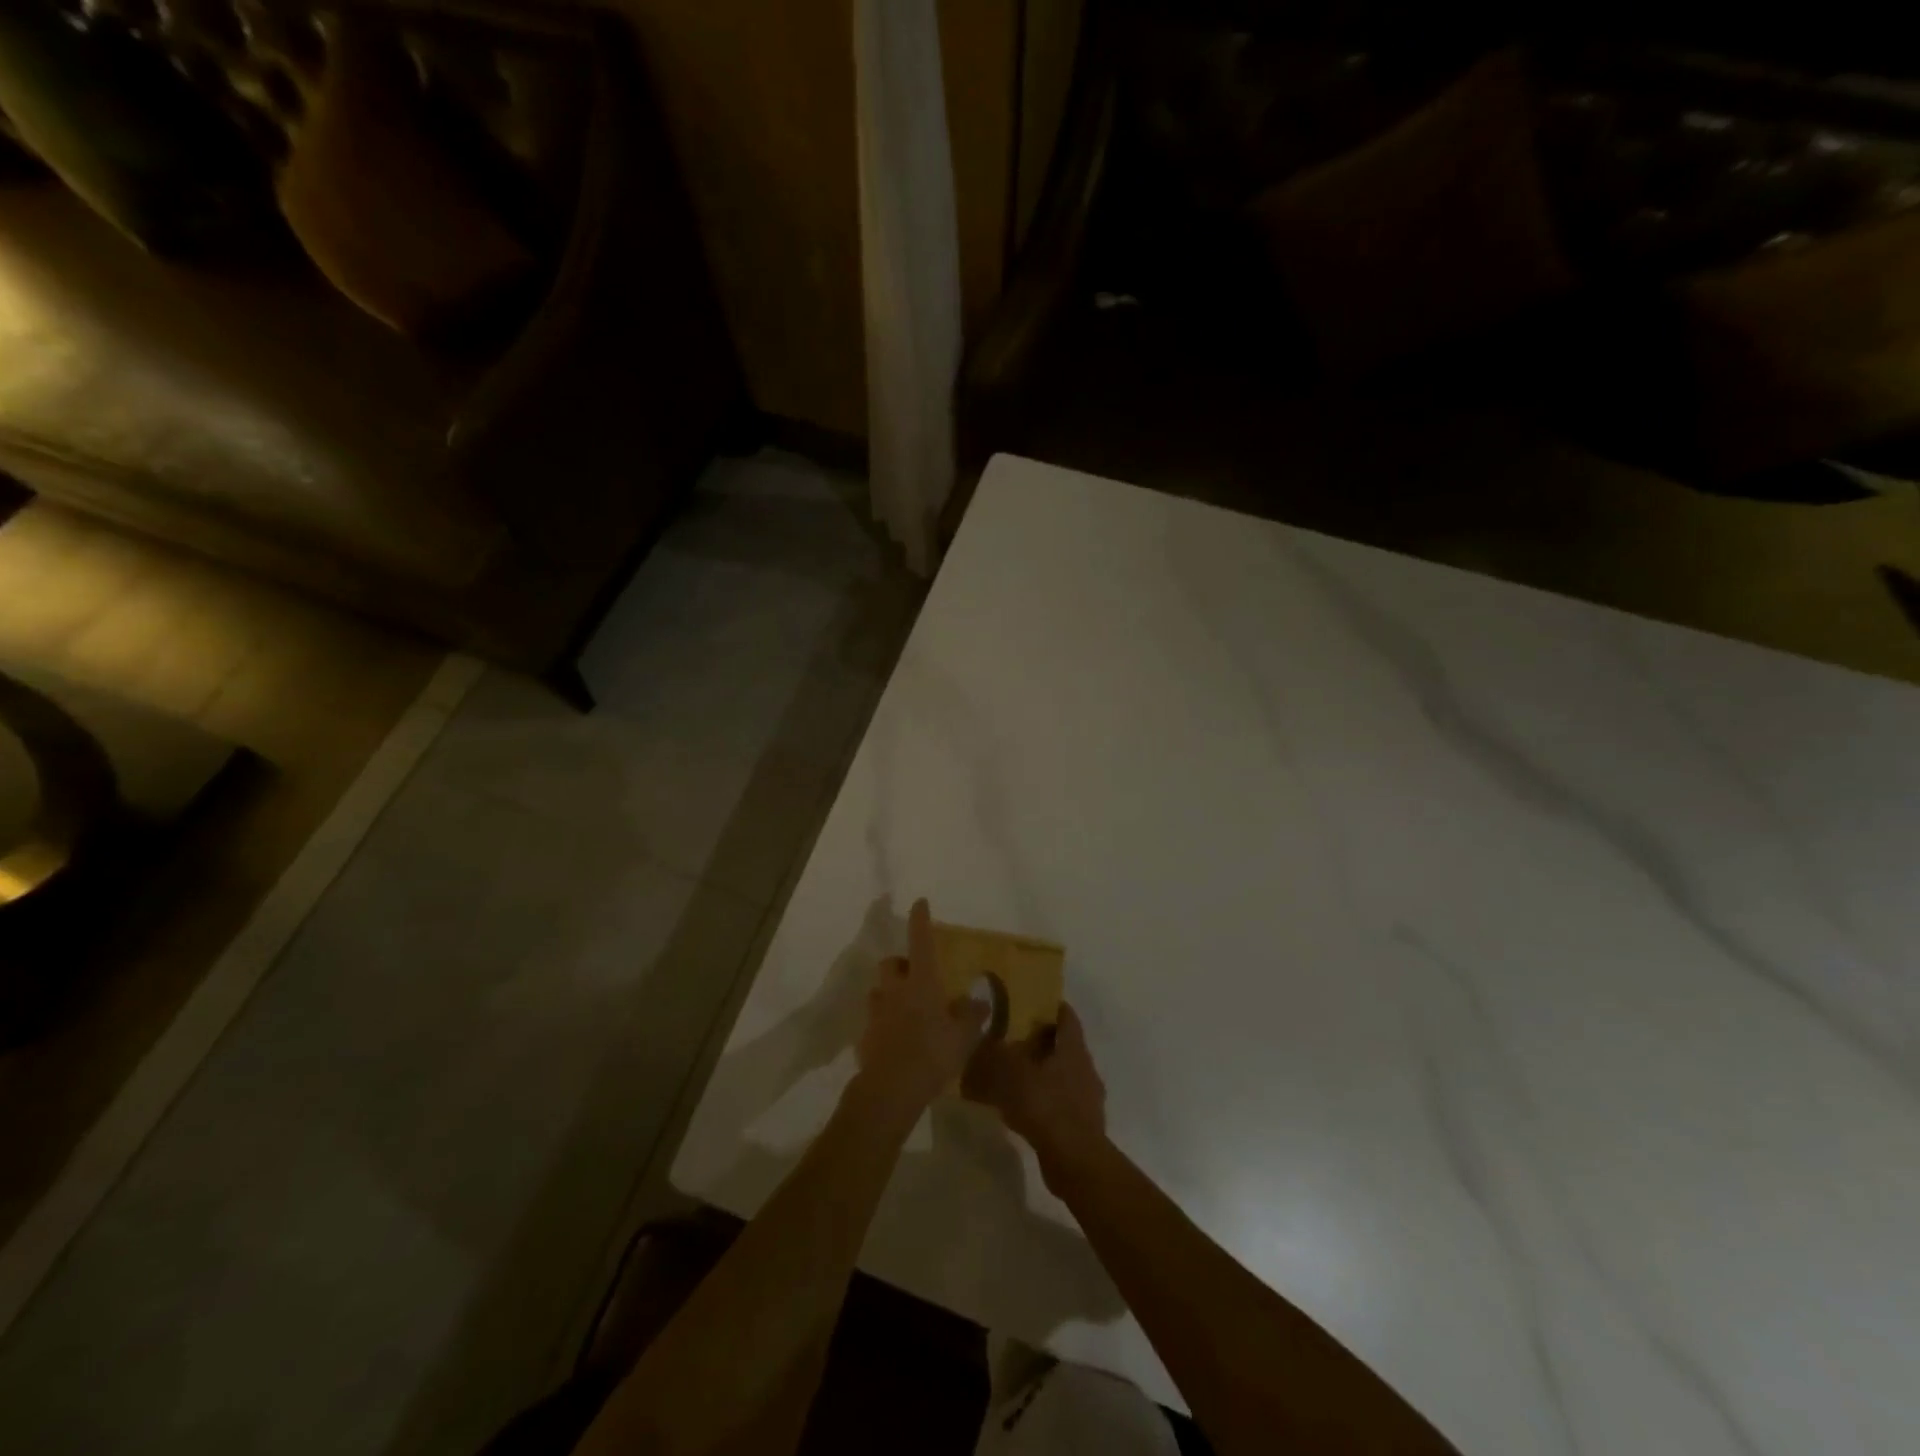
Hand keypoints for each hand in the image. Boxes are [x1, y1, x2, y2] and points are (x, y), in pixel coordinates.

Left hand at [852, 899, 988, 1123]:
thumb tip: (979, 1000)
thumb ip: (971, 1015)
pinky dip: (883, 1023)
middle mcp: (895, 990)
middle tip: (915, 975)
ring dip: (889, 993)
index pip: (920, 941)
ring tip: (905, 1009)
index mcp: (921, 982)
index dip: (920, 920)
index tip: (920, 902)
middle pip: (891, 964)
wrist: (890, 1089)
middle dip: (900, 964)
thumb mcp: (963, 1036)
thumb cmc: (932, 1054)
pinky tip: (895, 1040)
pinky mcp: (864, 1037)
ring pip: (879, 991)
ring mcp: (876, 1013)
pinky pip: (874, 1021)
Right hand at [963, 1003, 1107, 1184]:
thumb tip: (981, 1041)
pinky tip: (1023, 1109)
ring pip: (1062, 1074)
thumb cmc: (1044, 1105)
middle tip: (1012, 1040)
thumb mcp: (1009, 1073)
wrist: (1074, 1160)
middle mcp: (1085, 1066)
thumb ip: (993, 1054)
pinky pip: (1061, 1101)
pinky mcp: (1083, 1123)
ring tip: (1014, 1076)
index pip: (1065, 1014)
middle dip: (1040, 1041)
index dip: (1048, 1006)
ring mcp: (1087, 1096)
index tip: (1026, 1004)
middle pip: (1063, 1044)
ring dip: (1042, 1072)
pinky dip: (1044, 1099)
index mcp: (1072, 1046)